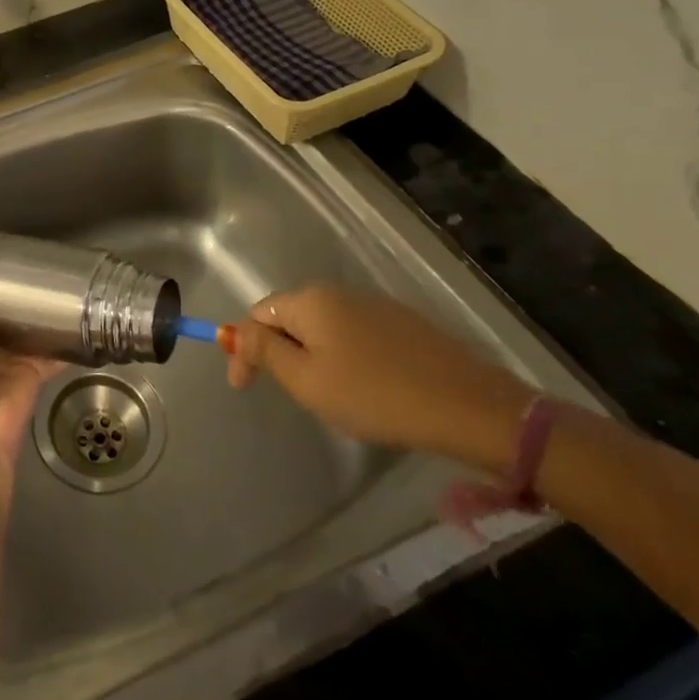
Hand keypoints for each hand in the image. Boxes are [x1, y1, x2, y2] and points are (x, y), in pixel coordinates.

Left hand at [0, 226, 62, 497]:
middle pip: (1, 310)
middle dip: (15, 289)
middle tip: (38, 256)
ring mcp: (8, 361)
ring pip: (28, 328)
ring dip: (41, 310)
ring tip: (63, 277)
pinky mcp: (34, 375)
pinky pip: (53, 352)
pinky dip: (67, 338)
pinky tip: (83, 315)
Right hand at [225, 284, 535, 473]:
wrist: (468, 406)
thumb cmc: (374, 395)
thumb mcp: (307, 380)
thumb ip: (263, 351)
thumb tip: (230, 330)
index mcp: (309, 300)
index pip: (257, 314)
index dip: (243, 349)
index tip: (244, 388)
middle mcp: (338, 292)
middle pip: (289, 317)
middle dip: (278, 352)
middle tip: (287, 393)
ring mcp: (374, 305)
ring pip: (322, 327)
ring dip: (310, 355)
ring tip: (324, 395)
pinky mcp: (403, 324)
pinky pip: (353, 335)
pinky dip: (343, 356)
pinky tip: (361, 387)